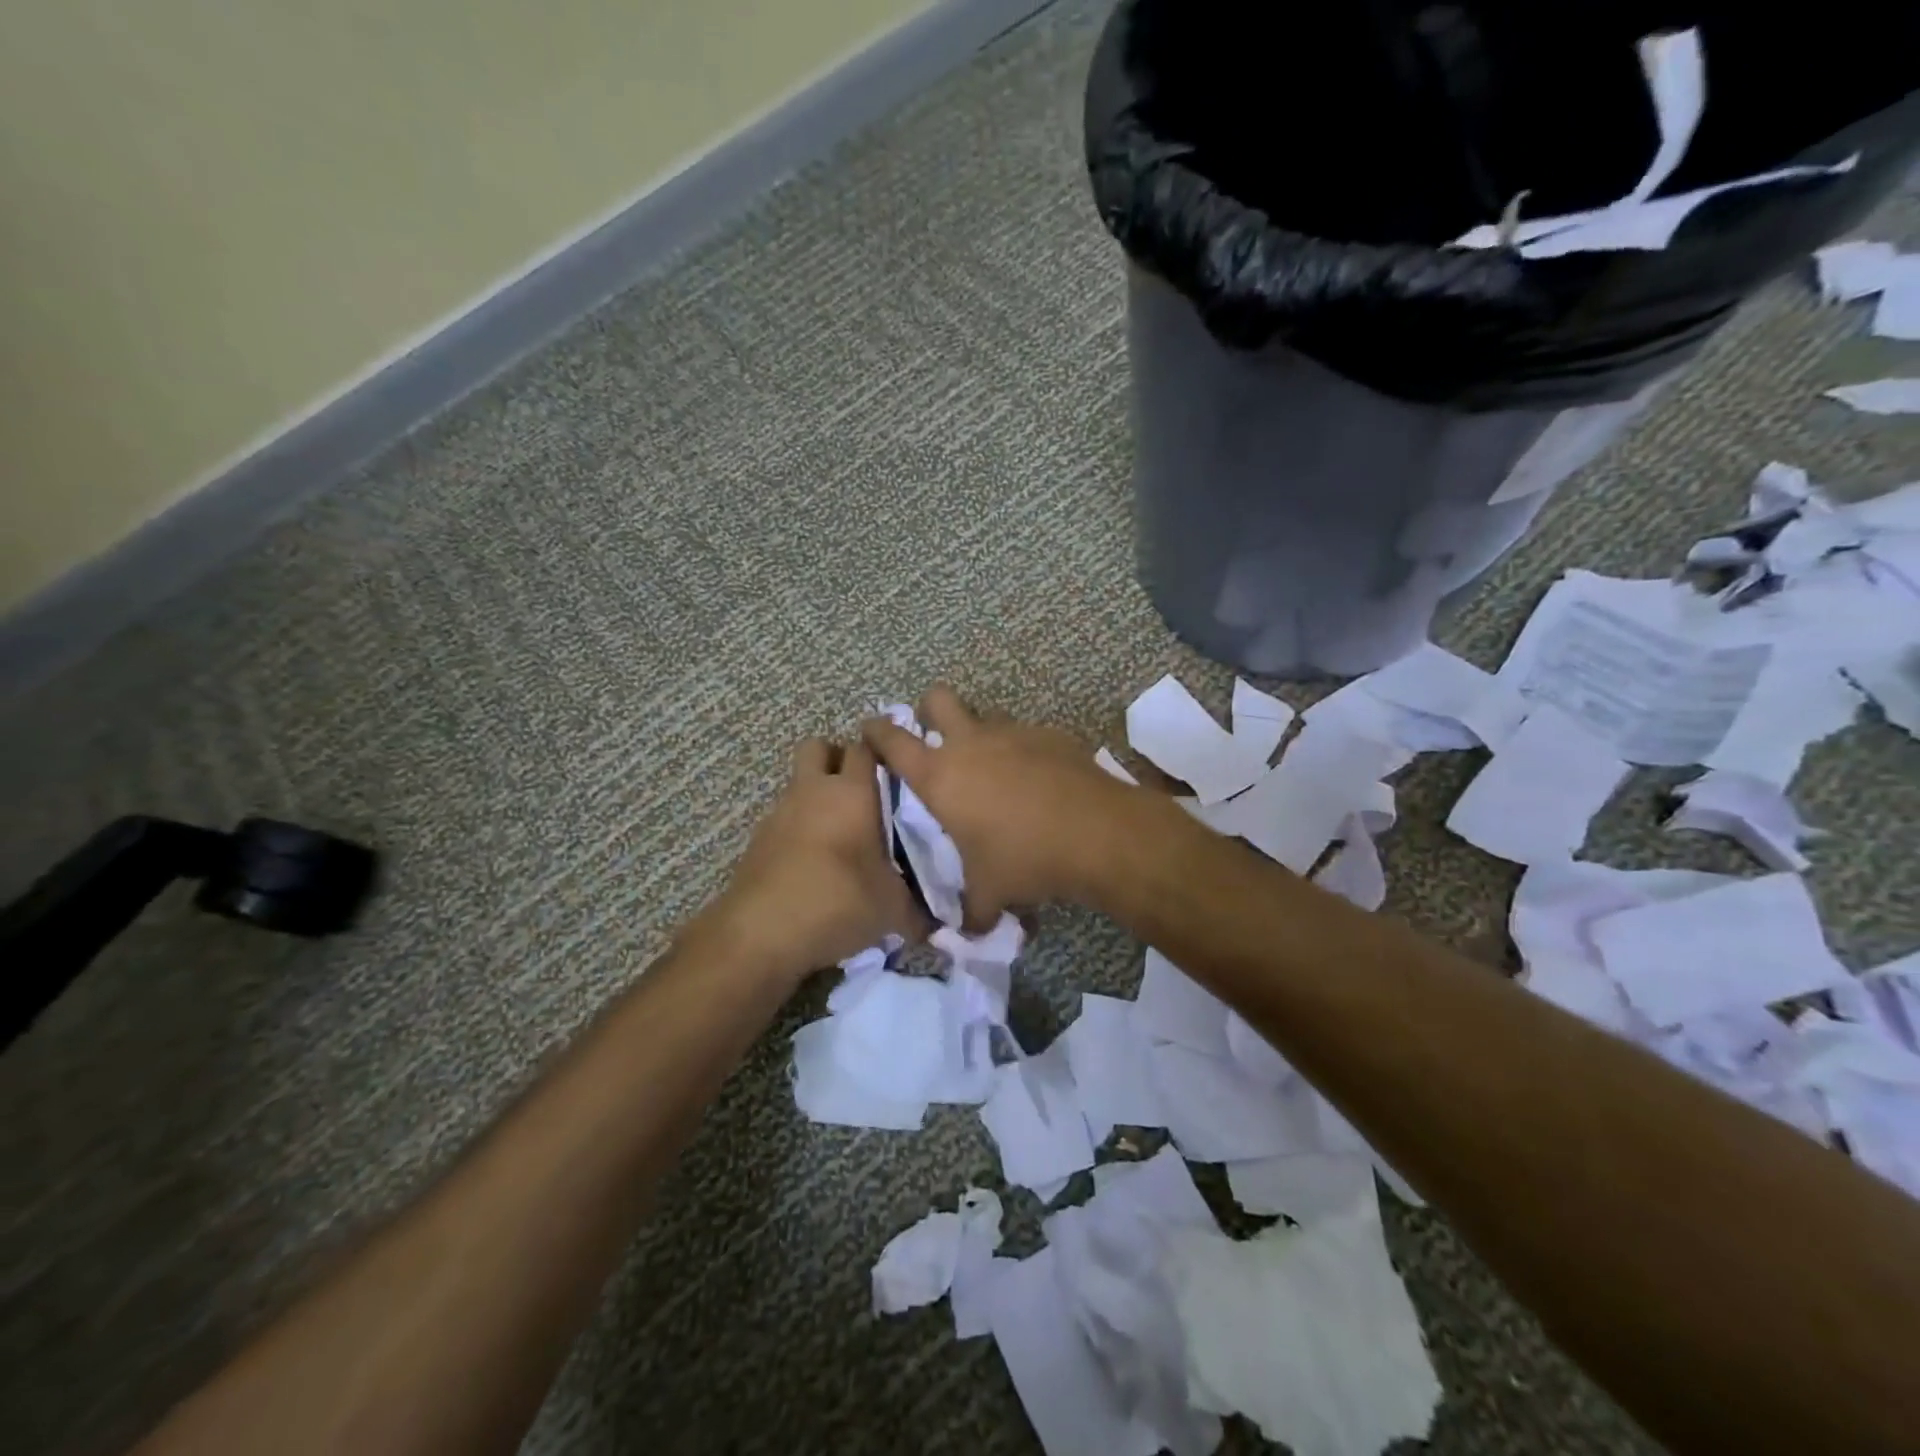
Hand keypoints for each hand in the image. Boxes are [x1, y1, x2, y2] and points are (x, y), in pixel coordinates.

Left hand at [696, 739, 930, 981]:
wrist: (761, 933)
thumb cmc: (838, 902)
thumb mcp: (892, 909)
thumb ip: (918, 908)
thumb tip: (938, 924)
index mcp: (852, 793)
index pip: (866, 747)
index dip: (881, 752)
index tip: (898, 770)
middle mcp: (813, 791)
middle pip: (819, 747)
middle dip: (837, 759)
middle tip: (861, 790)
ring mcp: (780, 812)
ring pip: (800, 783)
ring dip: (817, 796)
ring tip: (840, 833)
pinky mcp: (758, 839)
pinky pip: (784, 818)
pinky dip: (799, 828)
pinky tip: (814, 862)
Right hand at [861, 686, 1141, 929]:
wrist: (1097, 833)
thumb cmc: (1025, 859)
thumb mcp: (990, 893)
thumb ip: (972, 911)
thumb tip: (968, 933)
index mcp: (940, 776)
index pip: (892, 740)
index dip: (876, 731)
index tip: (870, 730)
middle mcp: (971, 744)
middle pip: (937, 699)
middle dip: (929, 709)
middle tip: (935, 735)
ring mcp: (1013, 733)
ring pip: (986, 716)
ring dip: (981, 733)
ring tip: (993, 767)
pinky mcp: (1049, 735)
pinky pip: (1026, 735)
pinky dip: (1023, 751)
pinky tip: (1038, 781)